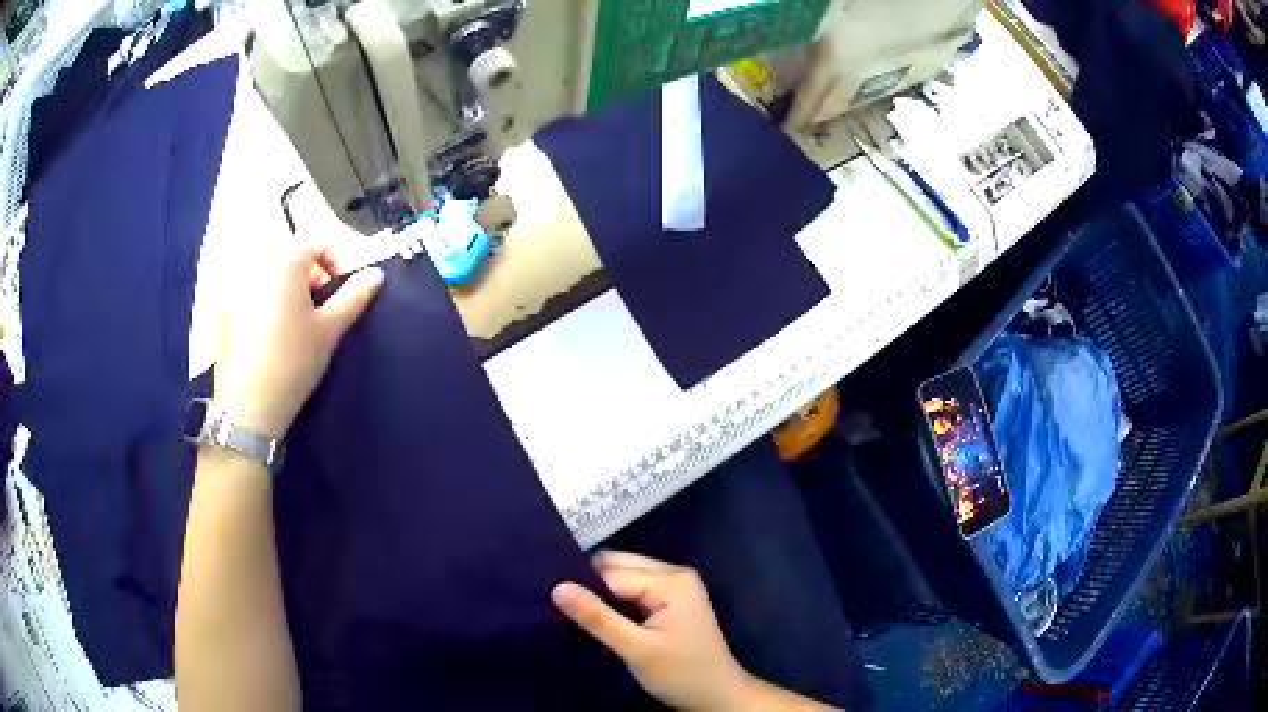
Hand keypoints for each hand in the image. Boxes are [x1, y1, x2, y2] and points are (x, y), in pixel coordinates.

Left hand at [214, 234, 382, 437]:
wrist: (249, 406)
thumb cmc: (294, 361)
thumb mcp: (330, 328)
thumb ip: (355, 296)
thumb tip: (376, 274)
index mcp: (284, 259)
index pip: (318, 241)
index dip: (337, 263)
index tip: (342, 295)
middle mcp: (256, 263)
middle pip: (292, 257)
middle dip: (311, 278)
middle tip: (321, 314)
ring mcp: (235, 286)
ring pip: (271, 275)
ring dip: (288, 290)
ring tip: (296, 326)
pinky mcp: (223, 310)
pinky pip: (251, 293)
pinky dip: (266, 303)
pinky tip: (270, 338)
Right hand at [552, 552, 753, 711]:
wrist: (718, 697)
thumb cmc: (681, 674)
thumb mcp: (636, 650)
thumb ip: (597, 618)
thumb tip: (557, 587)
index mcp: (671, 581)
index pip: (612, 573)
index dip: (582, 585)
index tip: (550, 600)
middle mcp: (675, 574)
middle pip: (618, 567)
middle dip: (589, 583)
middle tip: (557, 605)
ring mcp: (676, 586)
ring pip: (624, 577)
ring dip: (601, 593)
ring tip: (572, 611)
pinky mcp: (672, 600)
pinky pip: (634, 589)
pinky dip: (614, 600)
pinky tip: (598, 616)